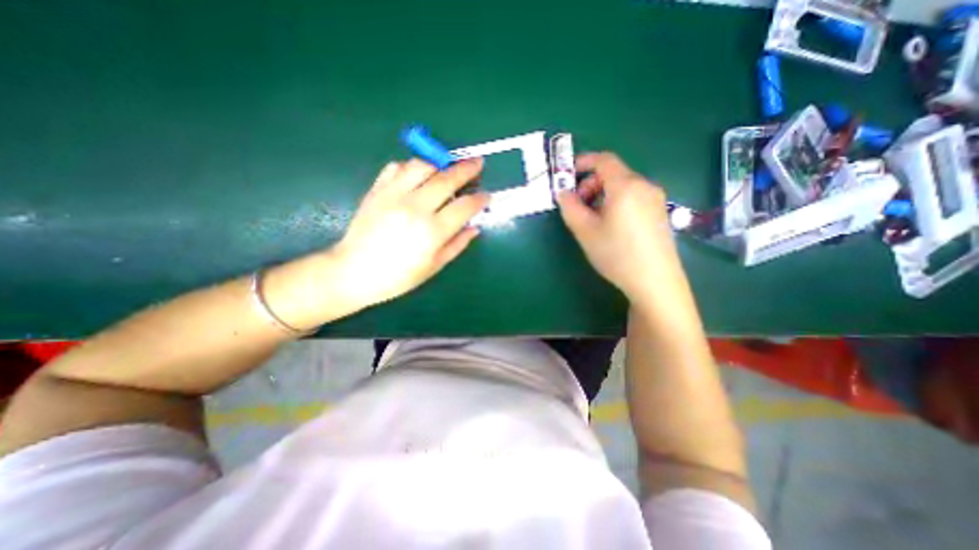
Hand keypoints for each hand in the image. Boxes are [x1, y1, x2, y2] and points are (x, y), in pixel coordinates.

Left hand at [326, 158, 486, 308]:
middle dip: (467, 169)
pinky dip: (411, 166)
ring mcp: (394, 195)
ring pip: (422, 166)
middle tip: (478, 163)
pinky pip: (397, 167)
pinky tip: (417, 175)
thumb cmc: (398, 276)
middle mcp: (415, 207)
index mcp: (432, 231)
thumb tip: (474, 227)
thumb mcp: (434, 266)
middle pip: (447, 179)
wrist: (354, 271)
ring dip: (440, 163)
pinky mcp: (377, 190)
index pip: (464, 207)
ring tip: (447, 168)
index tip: (487, 195)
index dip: (480, 199)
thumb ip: (457, 244)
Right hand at [554, 152, 681, 303]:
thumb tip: (562, 192)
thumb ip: (570, 207)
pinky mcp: (660, 212)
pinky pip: (634, 197)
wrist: (654, 281)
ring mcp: (655, 199)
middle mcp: (644, 186)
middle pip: (613, 173)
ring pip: (623, 186)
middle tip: (578, 205)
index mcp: (625, 186)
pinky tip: (611, 225)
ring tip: (593, 219)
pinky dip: (616, 201)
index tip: (568, 174)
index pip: (604, 160)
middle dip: (591, 183)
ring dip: (602, 194)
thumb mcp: (585, 231)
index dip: (583, 162)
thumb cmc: (616, 254)